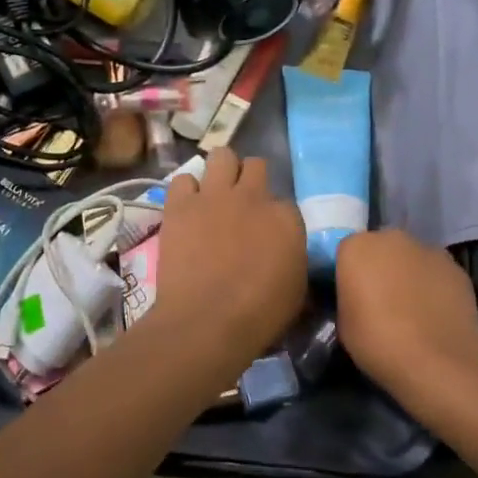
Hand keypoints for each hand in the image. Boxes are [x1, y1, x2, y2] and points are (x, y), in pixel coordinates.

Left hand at [152, 148, 306, 369]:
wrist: (207, 321)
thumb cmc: (259, 315)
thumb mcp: (296, 290)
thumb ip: (293, 259)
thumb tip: (286, 253)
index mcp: (286, 218)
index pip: (285, 201)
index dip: (275, 216)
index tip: (268, 232)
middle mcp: (253, 196)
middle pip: (255, 166)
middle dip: (250, 180)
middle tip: (242, 204)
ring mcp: (215, 196)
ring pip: (222, 156)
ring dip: (221, 171)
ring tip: (215, 194)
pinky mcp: (181, 205)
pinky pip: (183, 179)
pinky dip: (186, 190)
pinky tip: (187, 208)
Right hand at [335, 230, 477, 416]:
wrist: (438, 362)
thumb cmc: (379, 342)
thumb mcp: (343, 324)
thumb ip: (347, 299)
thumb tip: (356, 298)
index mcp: (356, 247)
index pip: (345, 252)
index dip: (348, 275)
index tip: (351, 297)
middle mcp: (391, 238)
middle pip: (380, 249)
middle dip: (378, 268)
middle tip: (379, 301)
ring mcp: (428, 249)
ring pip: (410, 258)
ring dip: (407, 275)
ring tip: (411, 311)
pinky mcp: (456, 267)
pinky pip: (434, 273)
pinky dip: (432, 286)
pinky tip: (434, 315)